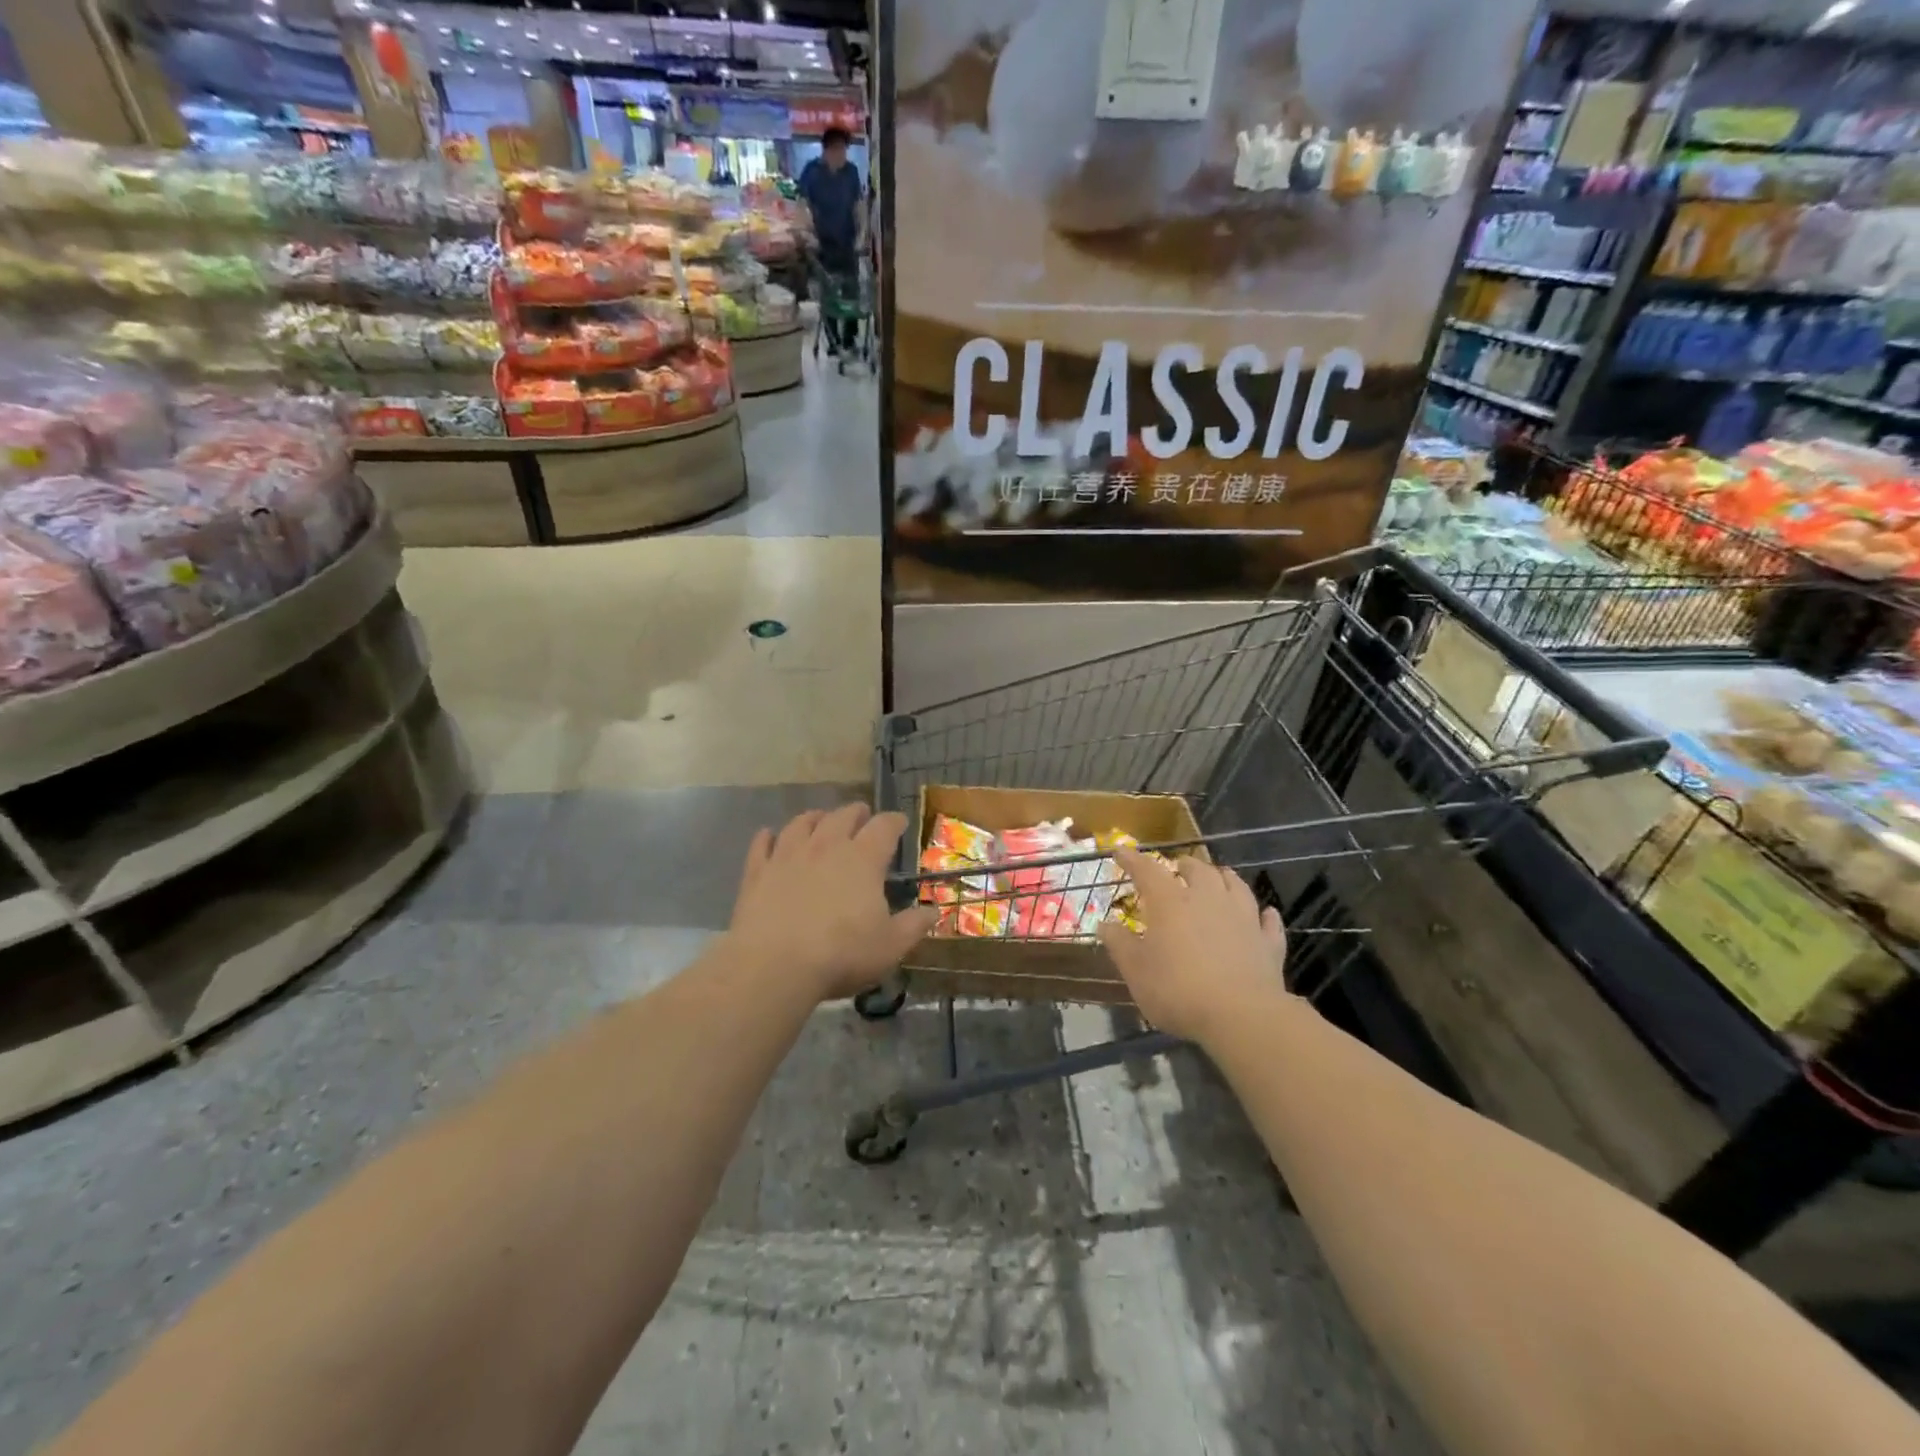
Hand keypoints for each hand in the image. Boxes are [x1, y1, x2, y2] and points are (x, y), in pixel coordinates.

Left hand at [728, 805, 936, 1002]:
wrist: (773, 965)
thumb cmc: (841, 954)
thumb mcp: (890, 946)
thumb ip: (914, 926)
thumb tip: (934, 912)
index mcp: (863, 859)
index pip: (883, 827)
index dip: (894, 821)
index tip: (900, 822)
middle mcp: (826, 847)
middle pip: (842, 816)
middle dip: (856, 813)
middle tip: (862, 815)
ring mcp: (787, 856)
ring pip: (801, 823)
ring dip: (815, 817)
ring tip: (820, 818)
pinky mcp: (757, 872)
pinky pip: (761, 845)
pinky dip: (767, 837)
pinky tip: (768, 836)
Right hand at [1097, 849, 1288, 1044]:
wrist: (1242, 1016)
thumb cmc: (1178, 990)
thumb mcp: (1136, 971)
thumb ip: (1119, 944)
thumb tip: (1104, 924)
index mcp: (1170, 903)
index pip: (1148, 870)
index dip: (1132, 859)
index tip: (1120, 851)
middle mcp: (1208, 900)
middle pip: (1198, 870)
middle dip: (1185, 865)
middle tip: (1177, 867)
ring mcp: (1243, 918)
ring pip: (1236, 886)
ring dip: (1224, 878)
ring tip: (1219, 876)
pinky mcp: (1268, 943)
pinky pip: (1268, 921)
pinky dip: (1263, 914)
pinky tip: (1265, 913)